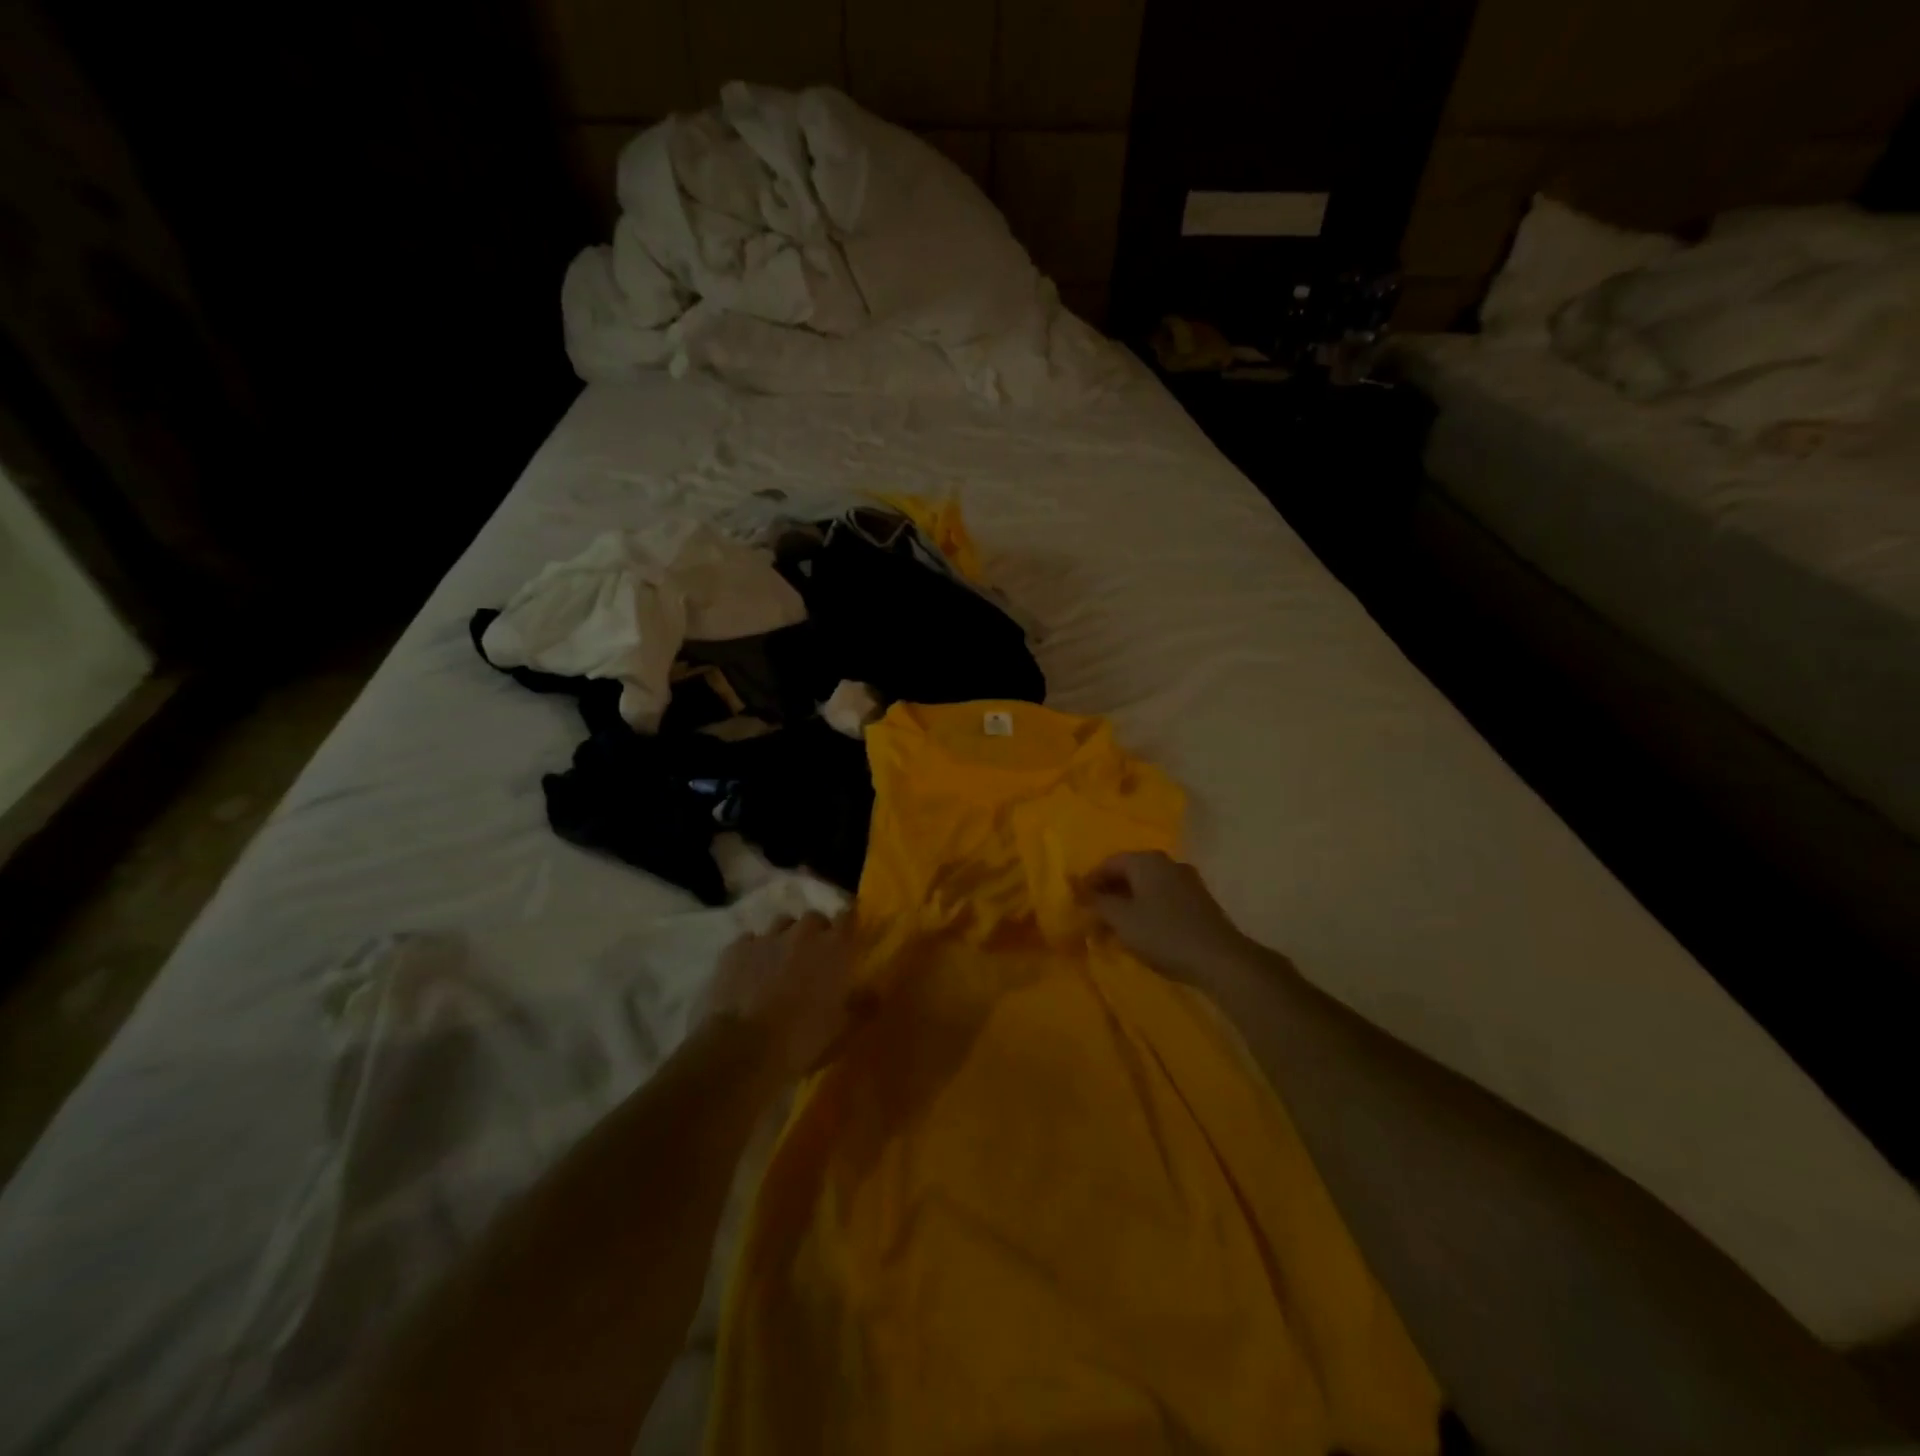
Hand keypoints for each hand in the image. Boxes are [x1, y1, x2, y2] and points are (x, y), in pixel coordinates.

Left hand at [705, 913, 866, 1076]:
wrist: (743, 1050)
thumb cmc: (803, 1039)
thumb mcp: (844, 1030)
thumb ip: (863, 1006)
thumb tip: (874, 993)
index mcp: (835, 947)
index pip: (848, 916)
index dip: (848, 925)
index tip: (848, 938)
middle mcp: (803, 933)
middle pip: (813, 918)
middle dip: (815, 933)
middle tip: (813, 958)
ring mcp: (767, 938)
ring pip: (781, 925)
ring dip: (785, 939)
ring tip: (780, 963)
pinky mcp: (735, 949)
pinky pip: (749, 941)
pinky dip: (753, 952)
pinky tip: (749, 973)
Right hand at [1083, 852, 1250, 982]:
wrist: (1219, 959)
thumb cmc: (1163, 933)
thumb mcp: (1122, 919)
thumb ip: (1097, 902)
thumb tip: (1078, 890)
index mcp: (1146, 861)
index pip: (1110, 862)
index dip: (1090, 881)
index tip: (1077, 902)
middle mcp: (1167, 863)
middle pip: (1129, 873)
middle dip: (1109, 894)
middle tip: (1094, 917)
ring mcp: (1187, 881)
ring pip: (1147, 887)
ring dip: (1128, 904)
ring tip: (1115, 928)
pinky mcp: (1199, 901)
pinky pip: (1163, 898)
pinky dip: (1147, 910)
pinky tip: (1142, 932)